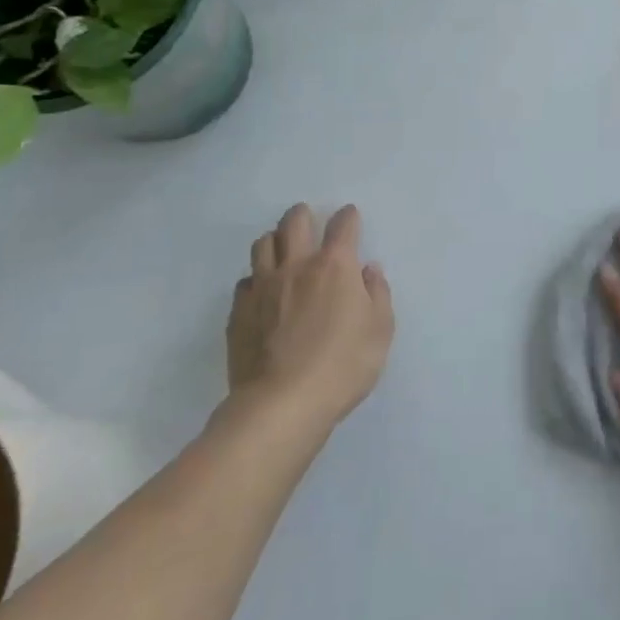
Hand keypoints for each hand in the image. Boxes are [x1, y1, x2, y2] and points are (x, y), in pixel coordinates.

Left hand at [227, 203, 393, 426]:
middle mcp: (297, 266)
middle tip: (308, 220)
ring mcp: (263, 288)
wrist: (281, 404)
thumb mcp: (380, 330)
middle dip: (302, 214)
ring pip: (263, 245)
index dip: (348, 217)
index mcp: (335, 266)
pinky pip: (245, 281)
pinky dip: (256, 279)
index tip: (350, 217)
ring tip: (282, 249)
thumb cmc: (342, 365)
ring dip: (275, 240)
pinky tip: (263, 292)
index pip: (343, 226)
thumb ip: (377, 294)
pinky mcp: (239, 312)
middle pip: (294, 223)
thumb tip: (368, 271)